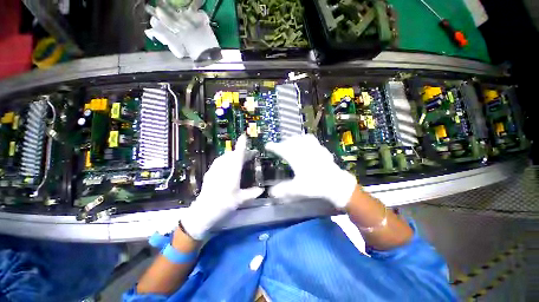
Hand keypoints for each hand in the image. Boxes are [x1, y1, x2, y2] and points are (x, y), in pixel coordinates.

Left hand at [181, 135, 263, 239]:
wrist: (204, 211)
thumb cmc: (224, 204)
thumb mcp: (240, 199)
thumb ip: (252, 193)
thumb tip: (262, 190)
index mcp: (232, 171)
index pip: (238, 154)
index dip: (241, 144)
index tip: (244, 136)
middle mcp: (223, 167)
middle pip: (232, 154)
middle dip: (240, 151)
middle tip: (248, 154)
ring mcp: (215, 169)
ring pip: (225, 157)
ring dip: (233, 155)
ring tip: (239, 159)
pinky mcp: (210, 172)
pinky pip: (219, 161)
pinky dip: (226, 160)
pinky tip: (228, 166)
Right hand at [265, 134, 356, 208]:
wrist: (336, 184)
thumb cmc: (316, 185)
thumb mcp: (298, 189)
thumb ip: (284, 190)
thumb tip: (271, 192)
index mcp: (296, 157)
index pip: (282, 149)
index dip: (273, 147)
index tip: (268, 146)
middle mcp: (304, 150)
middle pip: (291, 141)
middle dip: (284, 143)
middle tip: (280, 147)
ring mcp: (314, 148)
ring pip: (302, 138)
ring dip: (295, 140)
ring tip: (292, 143)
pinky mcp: (322, 150)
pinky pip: (312, 140)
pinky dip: (306, 140)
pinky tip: (307, 143)